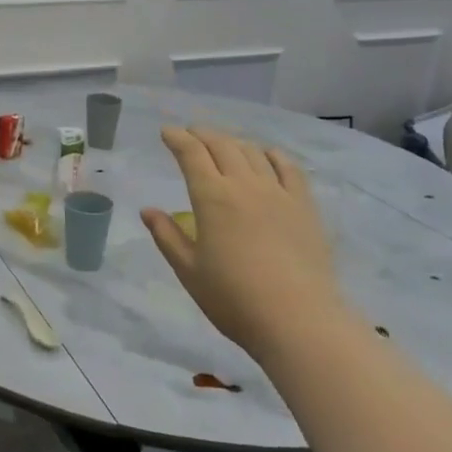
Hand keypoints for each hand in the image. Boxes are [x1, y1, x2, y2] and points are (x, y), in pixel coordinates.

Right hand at [141, 127, 344, 366]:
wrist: (298, 319)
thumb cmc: (234, 299)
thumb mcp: (189, 271)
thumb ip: (167, 236)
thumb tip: (148, 210)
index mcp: (212, 198)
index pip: (192, 154)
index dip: (177, 138)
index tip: (167, 132)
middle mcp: (244, 185)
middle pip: (222, 145)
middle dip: (203, 134)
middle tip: (191, 134)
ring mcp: (278, 192)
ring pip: (253, 152)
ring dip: (233, 142)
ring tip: (224, 144)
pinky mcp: (304, 206)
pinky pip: (288, 168)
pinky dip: (273, 155)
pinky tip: (267, 155)